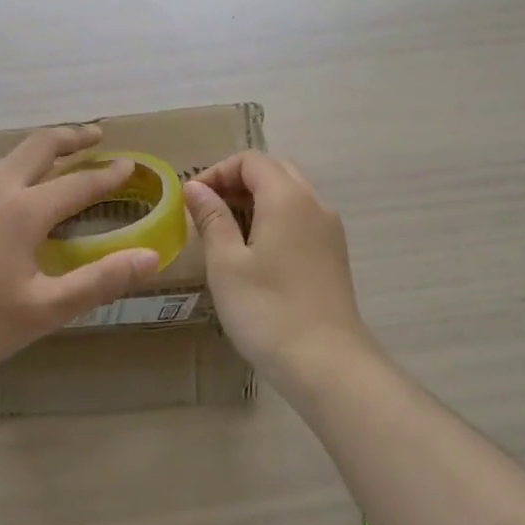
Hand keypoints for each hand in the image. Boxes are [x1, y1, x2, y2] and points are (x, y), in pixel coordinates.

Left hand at [0, 125, 159, 376]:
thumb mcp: (44, 310)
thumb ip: (99, 282)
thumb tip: (151, 257)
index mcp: (24, 211)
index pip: (78, 183)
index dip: (107, 175)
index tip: (130, 164)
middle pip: (39, 147)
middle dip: (72, 136)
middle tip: (96, 135)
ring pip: (10, 157)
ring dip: (41, 150)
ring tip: (59, 156)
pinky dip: (17, 168)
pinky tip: (13, 192)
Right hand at [184, 152, 372, 375]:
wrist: (328, 363)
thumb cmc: (268, 310)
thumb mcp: (226, 264)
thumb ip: (212, 218)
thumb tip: (196, 188)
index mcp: (288, 198)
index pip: (251, 161)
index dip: (217, 172)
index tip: (191, 199)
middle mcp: (315, 204)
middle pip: (274, 171)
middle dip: (237, 182)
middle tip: (207, 210)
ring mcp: (329, 231)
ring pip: (290, 196)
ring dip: (256, 201)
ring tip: (225, 232)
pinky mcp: (333, 255)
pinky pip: (301, 219)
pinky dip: (274, 220)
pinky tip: (254, 253)